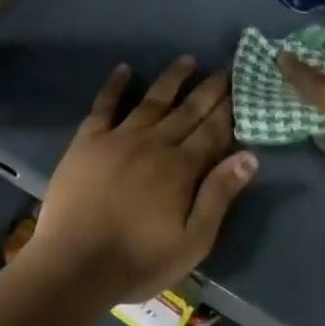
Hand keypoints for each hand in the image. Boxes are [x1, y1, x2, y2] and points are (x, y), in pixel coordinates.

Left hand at [26, 56, 257, 302]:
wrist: (75, 266)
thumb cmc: (139, 260)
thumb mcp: (193, 241)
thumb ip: (220, 196)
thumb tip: (250, 156)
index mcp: (181, 168)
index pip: (212, 131)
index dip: (228, 110)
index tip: (240, 89)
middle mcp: (153, 144)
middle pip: (187, 110)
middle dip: (208, 89)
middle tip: (223, 68)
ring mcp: (117, 139)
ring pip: (151, 101)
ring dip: (171, 79)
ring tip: (187, 60)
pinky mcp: (87, 142)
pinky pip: (104, 106)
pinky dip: (115, 86)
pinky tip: (124, 69)